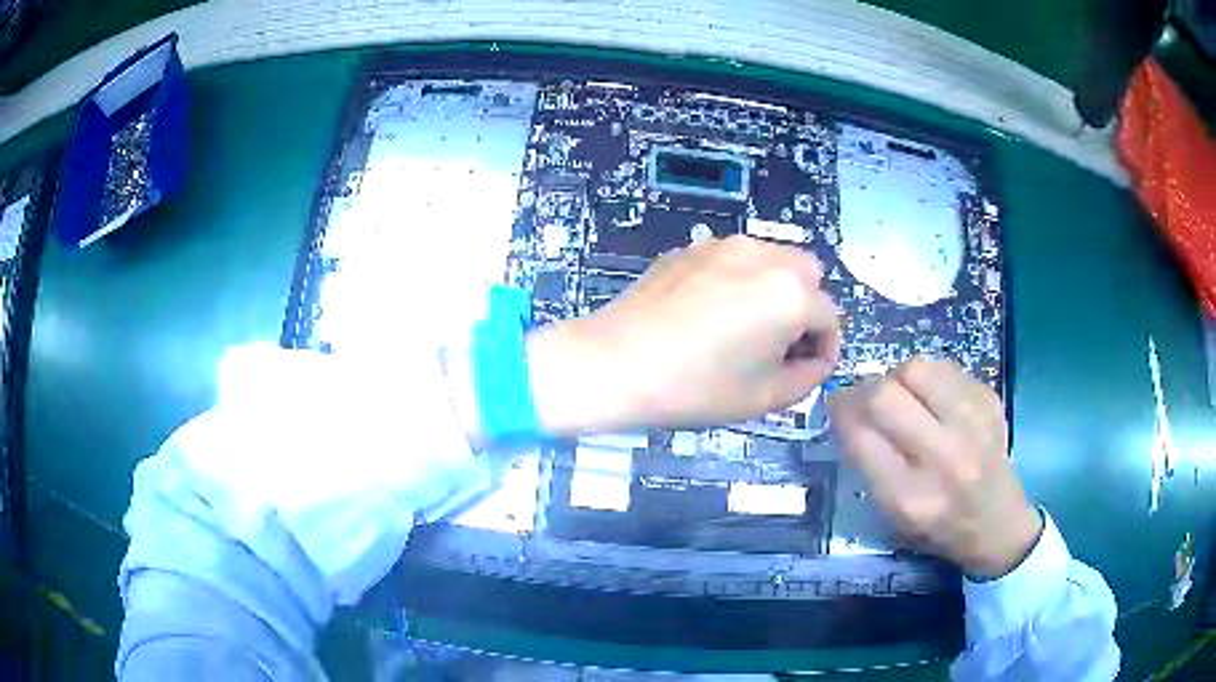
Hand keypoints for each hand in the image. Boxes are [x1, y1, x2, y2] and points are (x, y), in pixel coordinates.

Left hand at [528, 235, 840, 433]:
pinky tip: (711, 310)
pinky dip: (741, 278)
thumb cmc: (695, 388)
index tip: (805, 368)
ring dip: (776, 287)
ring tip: (746, 325)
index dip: (824, 348)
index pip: (829, 317)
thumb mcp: (765, 397)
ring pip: (773, 258)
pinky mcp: (693, 247)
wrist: (615, 364)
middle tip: (778, 343)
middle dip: (805, 307)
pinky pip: (736, 257)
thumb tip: (815, 358)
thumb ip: (808, 376)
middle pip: (808, 274)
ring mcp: (726, 245)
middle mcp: (765, 257)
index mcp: (790, 294)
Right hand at [829, 358, 1041, 578]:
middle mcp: (943, 457)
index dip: (840, 412)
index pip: (860, 436)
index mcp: (910, 497)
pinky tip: (934, 399)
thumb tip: (847, 409)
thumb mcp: (892, 515)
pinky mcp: (989, 401)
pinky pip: (944, 367)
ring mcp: (971, 424)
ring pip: (915, 369)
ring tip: (904, 397)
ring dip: (898, 378)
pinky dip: (928, 377)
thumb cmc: (938, 528)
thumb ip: (868, 464)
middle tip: (863, 397)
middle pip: (884, 395)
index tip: (835, 405)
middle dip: (862, 390)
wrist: (998, 525)